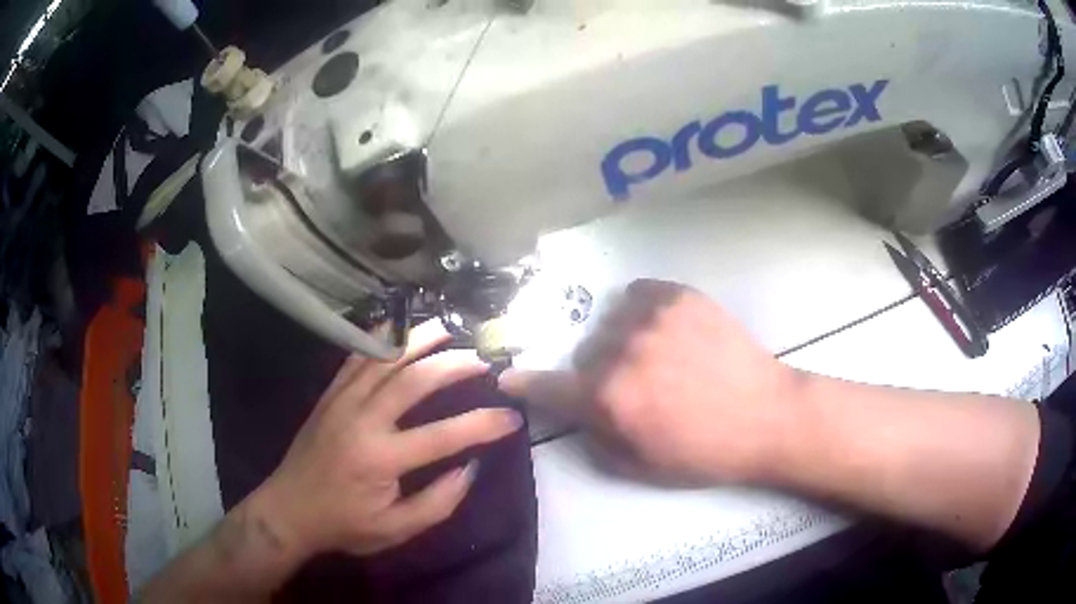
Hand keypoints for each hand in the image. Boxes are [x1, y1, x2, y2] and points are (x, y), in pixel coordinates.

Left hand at [257, 320, 522, 559]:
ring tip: (447, 329)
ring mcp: (341, 402)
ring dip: (418, 340)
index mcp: (381, 459)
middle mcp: (362, 420)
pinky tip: (398, 329)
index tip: (512, 418)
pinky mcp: (329, 395)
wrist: (289, 510)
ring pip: (383, 359)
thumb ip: (438, 502)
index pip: (444, 436)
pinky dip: (379, 339)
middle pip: (413, 381)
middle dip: (453, 366)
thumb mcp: (397, 530)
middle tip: (482, 361)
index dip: (484, 425)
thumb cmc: (345, 524)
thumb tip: (470, 468)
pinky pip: (355, 358)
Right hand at [500, 279, 799, 484]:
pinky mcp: (679, 296)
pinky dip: (640, 309)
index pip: (551, 387)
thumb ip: (598, 441)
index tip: (507, 376)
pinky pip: (638, 293)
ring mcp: (652, 317)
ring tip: (656, 355)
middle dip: (599, 373)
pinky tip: (662, 327)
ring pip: (610, 322)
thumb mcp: (642, 467)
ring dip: (621, 341)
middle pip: (585, 354)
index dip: (527, 383)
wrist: (767, 415)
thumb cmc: (705, 451)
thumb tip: (581, 415)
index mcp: (610, 399)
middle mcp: (622, 352)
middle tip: (633, 387)